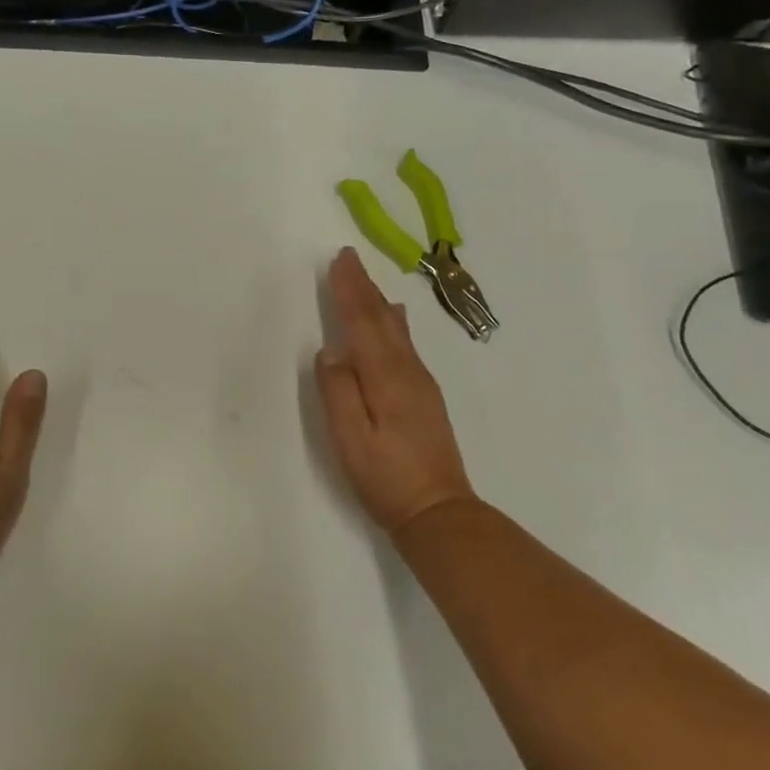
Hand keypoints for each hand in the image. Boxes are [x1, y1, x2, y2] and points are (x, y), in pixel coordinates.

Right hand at [314, 247, 476, 537]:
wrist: (439, 511)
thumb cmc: (386, 478)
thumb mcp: (351, 439)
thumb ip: (339, 392)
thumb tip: (330, 352)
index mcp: (386, 377)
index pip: (363, 323)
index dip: (350, 290)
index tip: (339, 260)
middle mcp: (407, 371)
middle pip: (382, 319)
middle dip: (364, 287)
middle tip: (349, 257)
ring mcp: (421, 382)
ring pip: (397, 329)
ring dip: (378, 301)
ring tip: (367, 281)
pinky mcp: (425, 396)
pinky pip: (405, 344)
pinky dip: (393, 322)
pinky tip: (396, 319)